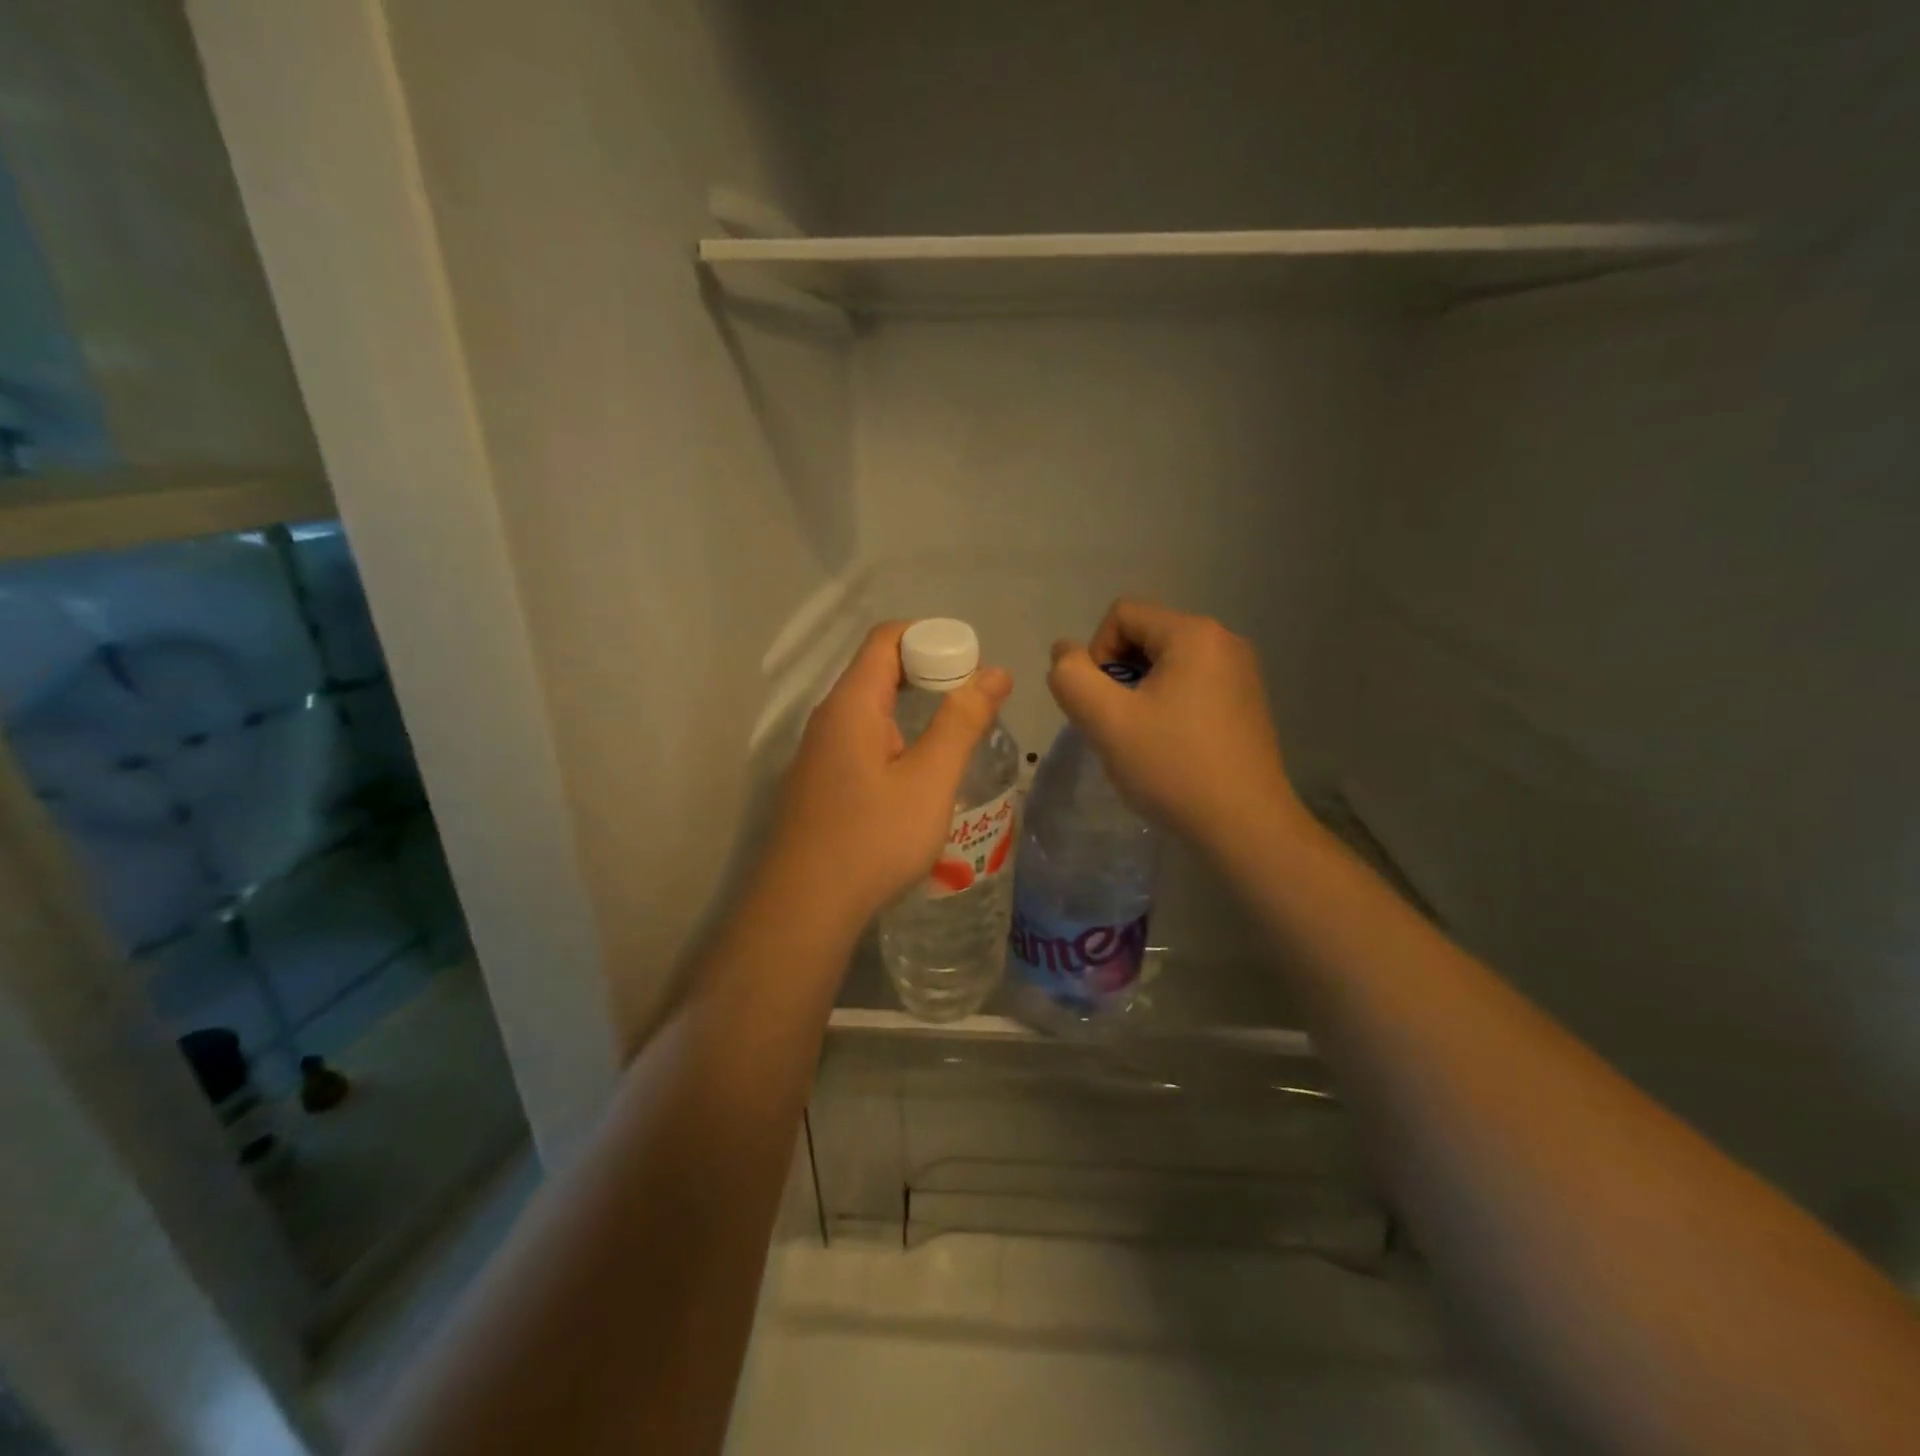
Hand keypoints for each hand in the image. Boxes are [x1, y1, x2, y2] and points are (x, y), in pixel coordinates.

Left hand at [767, 622, 1011, 929]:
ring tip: (954, 733)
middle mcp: (828, 719)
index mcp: (851, 704)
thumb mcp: (930, 779)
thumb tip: (995, 672)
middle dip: (928, 672)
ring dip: (913, 708)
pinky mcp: (819, 783)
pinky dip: (895, 737)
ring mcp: (818, 753)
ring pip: (869, 709)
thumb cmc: (872, 839)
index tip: (971, 662)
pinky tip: (918, 773)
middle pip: (877, 670)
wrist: (804, 909)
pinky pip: (860, 740)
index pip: (886, 638)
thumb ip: (962, 721)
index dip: (931, 637)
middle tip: (973, 699)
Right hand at [1047, 600, 1308, 862]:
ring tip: (1141, 740)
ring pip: (1165, 665)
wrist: (1245, 827)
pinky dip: (1167, 707)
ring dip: (1139, 695)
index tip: (1102, 704)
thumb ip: (1072, 677)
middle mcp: (1223, 641)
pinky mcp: (1245, 702)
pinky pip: (1190, 686)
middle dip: (1118, 676)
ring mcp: (1241, 672)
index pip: (1121, 615)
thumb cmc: (1173, 768)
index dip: (1096, 655)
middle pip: (1144, 636)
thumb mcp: (1107, 721)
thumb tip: (1064, 652)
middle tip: (1118, 727)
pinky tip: (1169, 748)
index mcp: (1194, 634)